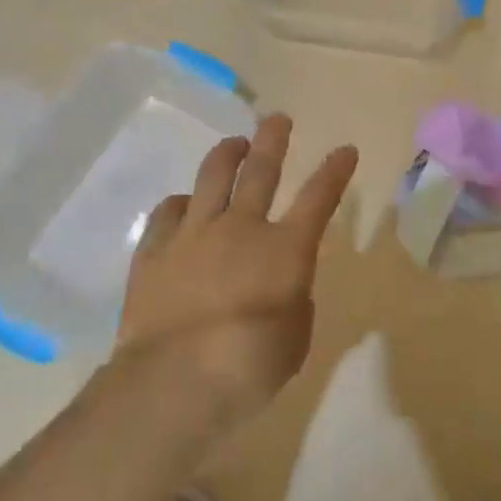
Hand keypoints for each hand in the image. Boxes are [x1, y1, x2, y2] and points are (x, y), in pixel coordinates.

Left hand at [114, 114, 357, 429]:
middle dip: (273, 140)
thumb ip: (294, 302)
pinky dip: (181, 203)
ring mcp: (194, 234)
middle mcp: (241, 228)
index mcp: (286, 249)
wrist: (175, 381)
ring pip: (212, 177)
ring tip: (234, 144)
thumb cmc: (250, 366)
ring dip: (227, 155)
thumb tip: (282, 287)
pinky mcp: (154, 251)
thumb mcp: (295, 338)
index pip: (319, 198)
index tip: (346, 149)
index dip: (335, 171)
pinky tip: (184, 204)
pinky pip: (168, 212)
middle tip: (277, 119)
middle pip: (261, 170)